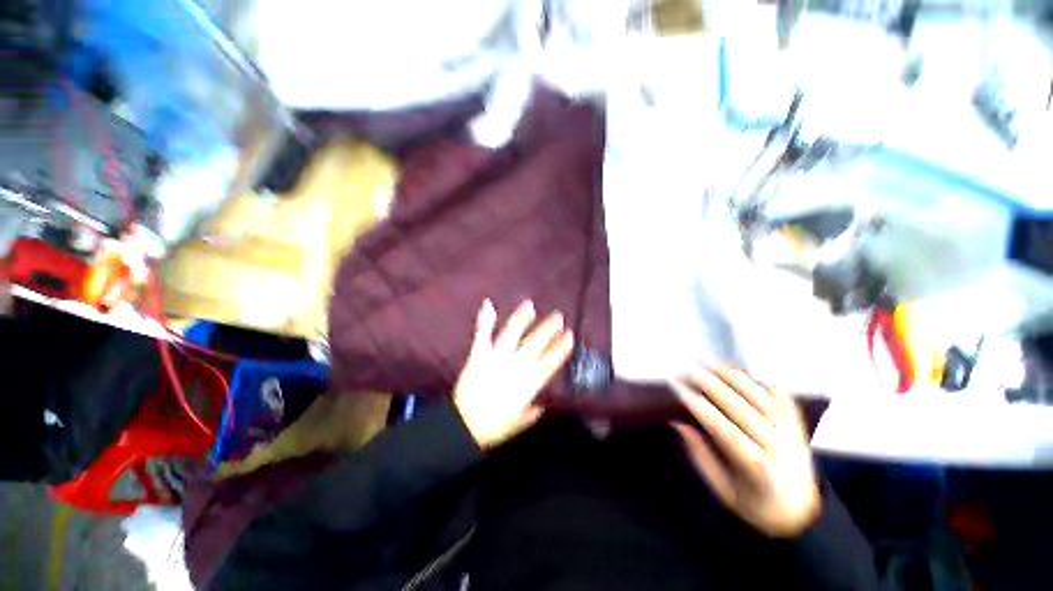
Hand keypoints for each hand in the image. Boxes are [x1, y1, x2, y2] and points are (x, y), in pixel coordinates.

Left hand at [454, 299, 573, 448]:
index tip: (569, 336)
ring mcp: (496, 357)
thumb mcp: (518, 424)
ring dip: (522, 318)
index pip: (550, 362)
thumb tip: (540, 405)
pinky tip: (488, 304)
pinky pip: (483, 334)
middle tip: (558, 316)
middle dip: (548, 329)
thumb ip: (531, 412)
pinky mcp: (479, 355)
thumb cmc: (493, 427)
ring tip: (530, 305)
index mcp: (528, 383)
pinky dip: (485, 319)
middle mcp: (515, 365)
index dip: (560, 348)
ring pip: (512, 333)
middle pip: (535, 343)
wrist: (463, 425)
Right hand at [670, 368, 820, 537]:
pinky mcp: (797, 424)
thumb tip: (679, 423)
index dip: (701, 408)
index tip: (679, 390)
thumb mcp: (722, 490)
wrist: (801, 512)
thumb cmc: (754, 504)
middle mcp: (779, 448)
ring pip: (759, 396)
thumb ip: (701, 455)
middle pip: (741, 409)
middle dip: (710, 384)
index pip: (725, 432)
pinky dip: (758, 379)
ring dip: (730, 375)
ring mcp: (792, 433)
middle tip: (686, 368)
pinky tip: (739, 367)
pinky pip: (780, 395)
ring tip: (707, 359)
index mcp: (758, 471)